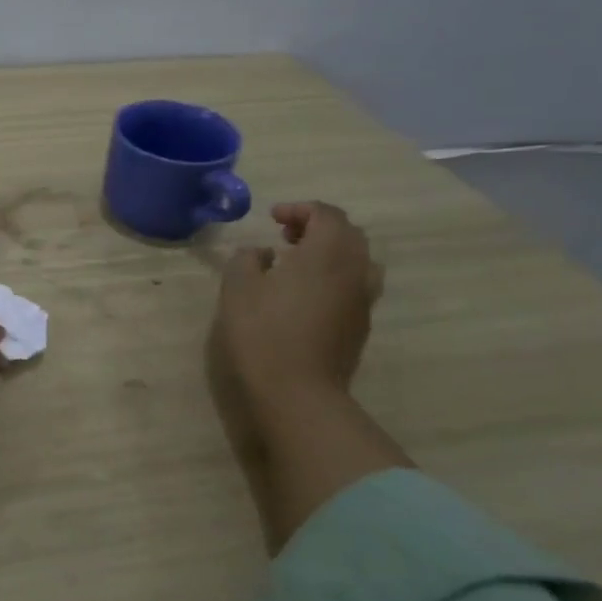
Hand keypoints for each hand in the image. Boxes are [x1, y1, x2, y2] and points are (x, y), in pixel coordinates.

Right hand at [214, 202, 383, 410]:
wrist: (297, 391)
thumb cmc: (262, 332)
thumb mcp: (238, 287)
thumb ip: (247, 258)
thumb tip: (262, 253)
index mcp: (327, 253)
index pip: (326, 214)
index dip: (299, 209)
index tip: (272, 219)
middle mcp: (355, 270)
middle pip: (348, 233)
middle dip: (318, 226)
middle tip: (285, 236)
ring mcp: (363, 300)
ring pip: (358, 260)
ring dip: (330, 251)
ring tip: (299, 263)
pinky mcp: (361, 325)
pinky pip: (356, 285)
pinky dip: (335, 275)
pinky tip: (306, 293)